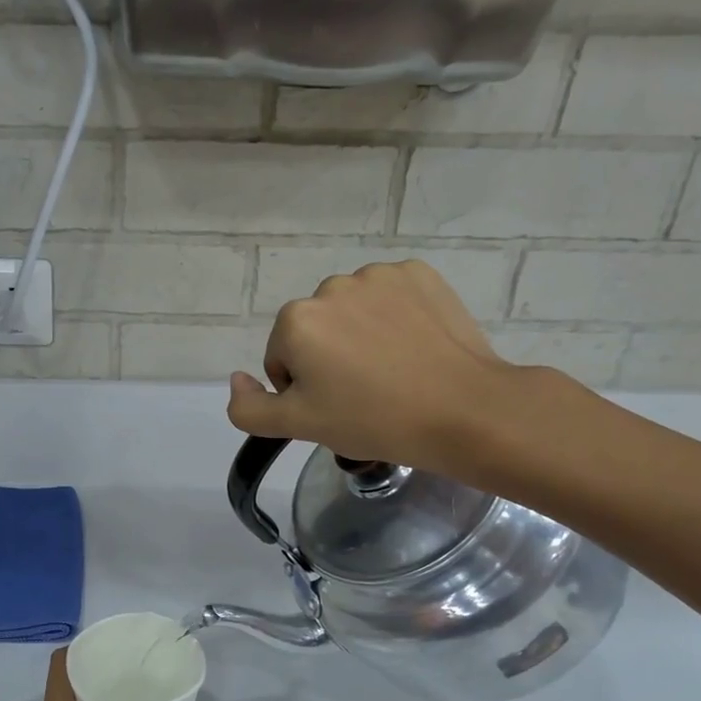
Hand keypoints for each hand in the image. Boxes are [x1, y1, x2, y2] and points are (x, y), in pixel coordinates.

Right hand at [225, 259, 533, 483]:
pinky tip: (415, 347)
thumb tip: (236, 380)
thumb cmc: (373, 420)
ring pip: (352, 311)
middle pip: (315, 330)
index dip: (304, 390)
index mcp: (296, 320)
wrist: (464, 410)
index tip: (337, 408)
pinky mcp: (420, 274)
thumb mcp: (299, 426)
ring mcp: (379, 275)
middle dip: (329, 358)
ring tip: (394, 371)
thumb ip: (249, 408)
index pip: (282, 360)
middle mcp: (331, 286)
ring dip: (360, 335)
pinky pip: (390, 296)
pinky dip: (395, 318)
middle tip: (365, 394)